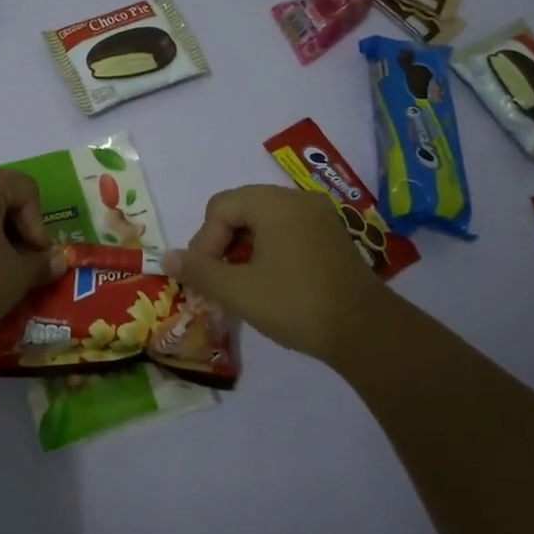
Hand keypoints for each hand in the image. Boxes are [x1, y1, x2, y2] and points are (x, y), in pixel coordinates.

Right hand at [163, 185, 393, 362]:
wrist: (367, 333)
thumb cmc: (296, 304)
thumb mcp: (239, 290)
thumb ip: (199, 270)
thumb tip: (166, 258)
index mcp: (274, 203)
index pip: (220, 207)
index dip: (204, 241)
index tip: (205, 277)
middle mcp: (297, 200)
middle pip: (241, 209)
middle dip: (222, 244)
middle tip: (218, 280)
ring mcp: (319, 217)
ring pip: (264, 222)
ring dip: (244, 249)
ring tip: (240, 284)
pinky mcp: (332, 237)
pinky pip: (287, 232)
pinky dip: (269, 251)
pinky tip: (269, 282)